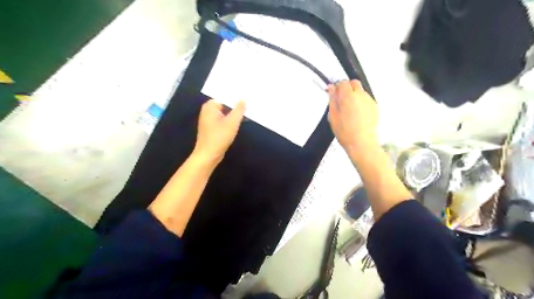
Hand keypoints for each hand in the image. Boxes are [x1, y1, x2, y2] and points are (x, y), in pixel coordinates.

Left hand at [192, 99, 245, 164]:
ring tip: (246, 113)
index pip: (225, 97)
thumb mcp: (232, 122)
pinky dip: (230, 121)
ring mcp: (208, 120)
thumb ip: (239, 109)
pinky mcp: (211, 128)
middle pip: (225, 105)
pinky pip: (222, 120)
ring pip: (224, 113)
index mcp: (210, 106)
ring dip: (234, 114)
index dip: (236, 98)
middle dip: (236, 106)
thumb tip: (243, 99)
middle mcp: (207, 111)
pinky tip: (239, 122)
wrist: (208, 155)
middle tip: (249, 104)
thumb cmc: (219, 137)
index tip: (247, 98)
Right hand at [328, 80, 376, 150]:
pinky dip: (361, 101)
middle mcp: (360, 95)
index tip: (334, 95)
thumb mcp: (333, 116)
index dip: (337, 88)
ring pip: (361, 90)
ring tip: (349, 109)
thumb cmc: (345, 131)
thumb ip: (332, 100)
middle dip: (347, 88)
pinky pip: (366, 98)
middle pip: (354, 83)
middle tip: (342, 99)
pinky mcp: (374, 106)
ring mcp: (369, 100)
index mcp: (348, 96)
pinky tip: (357, 113)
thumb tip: (331, 88)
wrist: (361, 142)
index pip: (342, 83)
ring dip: (354, 95)